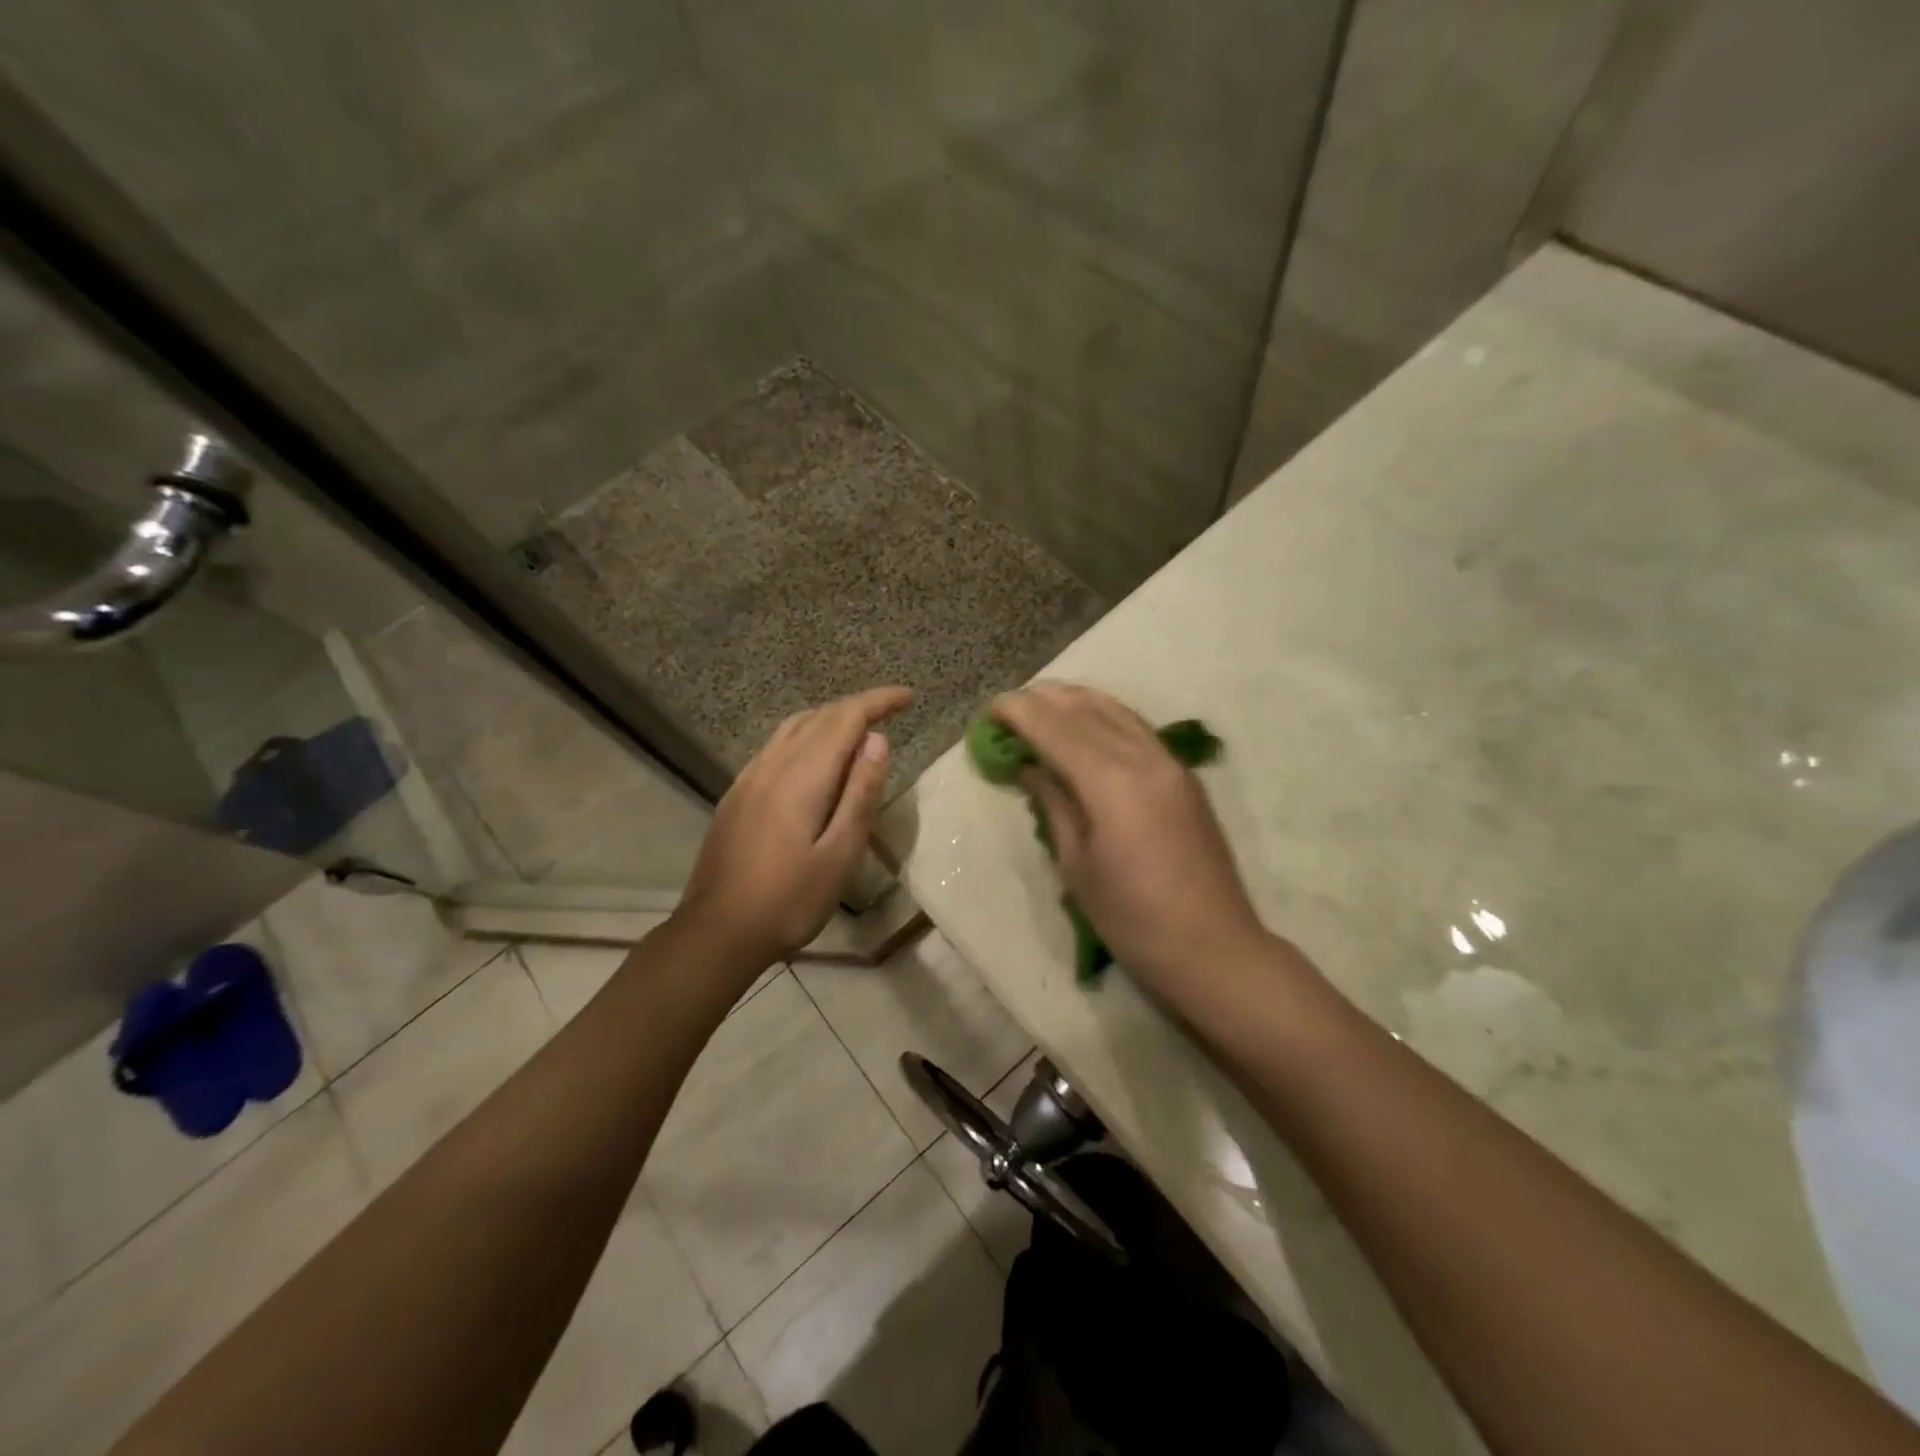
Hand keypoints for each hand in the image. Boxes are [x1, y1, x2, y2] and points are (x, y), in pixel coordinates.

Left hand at [678, 687, 912, 963]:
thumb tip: (877, 740)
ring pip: (793, 727)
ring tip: (858, 730)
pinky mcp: (736, 795)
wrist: (718, 931)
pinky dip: (805, 735)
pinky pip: (776, 746)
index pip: (845, 719)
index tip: (908, 697)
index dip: (878, 702)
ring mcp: (749, 778)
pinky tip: (814, 758)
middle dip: (857, 706)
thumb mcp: (840, 854)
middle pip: (819, 717)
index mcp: (802, 777)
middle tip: (891, 711)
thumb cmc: (790, 900)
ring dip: (830, 718)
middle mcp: (772, 765)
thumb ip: (860, 794)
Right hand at [991, 683, 1271, 998]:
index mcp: (1112, 781)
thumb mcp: (1077, 864)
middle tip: (1010, 706)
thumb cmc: (1132, 918)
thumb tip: (1030, 767)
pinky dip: (1104, 716)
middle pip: (1086, 708)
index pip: (1056, 728)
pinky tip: (1086, 725)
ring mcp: (1170, 762)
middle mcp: (1144, 757)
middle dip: (1044, 700)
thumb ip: (1054, 804)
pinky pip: (1136, 727)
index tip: (990, 710)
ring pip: (1116, 710)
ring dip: (1075, 701)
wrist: (1212, 947)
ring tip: (1042, 705)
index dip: (1019, 713)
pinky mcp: (1184, 775)